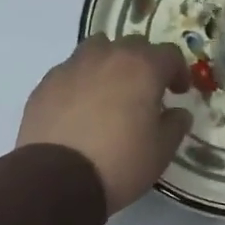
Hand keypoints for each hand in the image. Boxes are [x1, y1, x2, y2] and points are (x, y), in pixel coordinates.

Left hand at [17, 36, 193, 211]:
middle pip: (132, 45)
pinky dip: (82, 81)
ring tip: (111, 92)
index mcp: (142, 68)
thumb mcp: (161, 151)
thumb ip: (175, 125)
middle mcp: (107, 56)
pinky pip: (71, 71)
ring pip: (97, 50)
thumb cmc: (120, 162)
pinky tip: (80, 108)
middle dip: (144, 64)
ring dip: (110, 64)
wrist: (56, 179)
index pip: (169, 54)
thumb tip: (178, 113)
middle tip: (146, 92)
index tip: (178, 92)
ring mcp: (72, 66)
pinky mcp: (46, 83)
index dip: (178, 72)